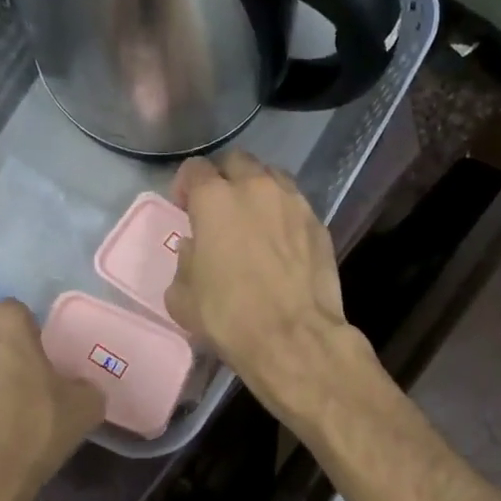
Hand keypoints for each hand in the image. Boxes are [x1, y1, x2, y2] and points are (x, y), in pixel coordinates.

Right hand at [164, 152, 356, 418]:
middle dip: (225, 179)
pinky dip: (284, 215)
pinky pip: (296, 206)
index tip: (185, 208)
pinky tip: (282, 242)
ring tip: (255, 220)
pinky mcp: (319, 224)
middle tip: (221, 210)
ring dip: (258, 191)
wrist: (293, 337)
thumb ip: (185, 260)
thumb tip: (196, 249)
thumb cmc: (229, 317)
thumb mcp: (182, 296)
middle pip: (237, 162)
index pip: (195, 169)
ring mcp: (294, 203)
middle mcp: (256, 188)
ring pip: (272, 177)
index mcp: (215, 199)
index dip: (186, 186)